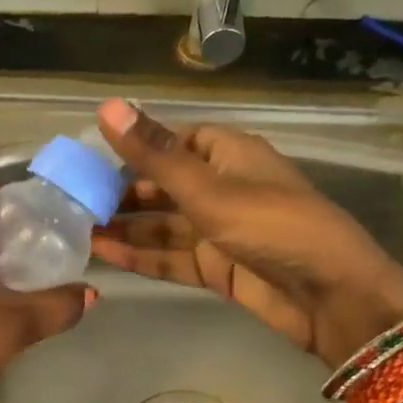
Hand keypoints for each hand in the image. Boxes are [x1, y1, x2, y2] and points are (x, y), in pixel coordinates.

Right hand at [91, 99, 402, 366]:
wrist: (329, 296)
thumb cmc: (272, 226)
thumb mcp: (209, 189)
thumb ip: (155, 155)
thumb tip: (108, 106)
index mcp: (228, 154)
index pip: (173, 141)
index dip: (134, 148)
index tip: (89, 159)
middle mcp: (222, 187)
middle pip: (163, 185)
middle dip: (121, 193)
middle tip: (72, 201)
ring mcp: (218, 230)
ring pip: (162, 224)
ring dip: (125, 227)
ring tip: (77, 230)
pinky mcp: (216, 268)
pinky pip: (171, 257)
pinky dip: (141, 256)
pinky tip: (104, 255)